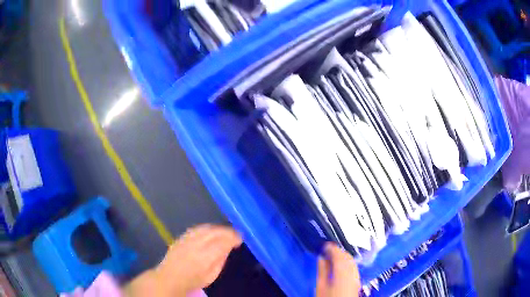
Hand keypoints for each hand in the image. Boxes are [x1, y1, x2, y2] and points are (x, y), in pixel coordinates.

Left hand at [125, 224, 241, 296]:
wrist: (170, 277)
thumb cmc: (193, 280)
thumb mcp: (212, 275)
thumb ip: (220, 260)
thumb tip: (228, 247)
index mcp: (206, 257)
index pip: (223, 241)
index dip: (234, 237)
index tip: (240, 239)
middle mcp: (196, 245)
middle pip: (215, 232)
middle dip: (227, 231)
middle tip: (235, 235)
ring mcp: (187, 239)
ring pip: (206, 228)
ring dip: (218, 228)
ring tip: (225, 232)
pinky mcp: (181, 237)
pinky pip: (197, 228)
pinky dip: (207, 228)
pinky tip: (210, 231)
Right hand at [316, 243, 360, 296]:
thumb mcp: (321, 285)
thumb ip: (322, 270)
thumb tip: (321, 257)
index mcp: (342, 272)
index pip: (339, 255)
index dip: (332, 247)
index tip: (324, 244)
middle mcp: (353, 271)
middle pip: (347, 256)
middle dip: (338, 251)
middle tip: (327, 249)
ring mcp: (356, 275)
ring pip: (351, 261)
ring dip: (343, 255)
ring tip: (332, 256)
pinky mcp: (357, 280)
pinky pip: (353, 266)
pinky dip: (347, 262)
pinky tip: (340, 265)